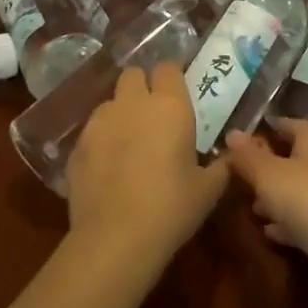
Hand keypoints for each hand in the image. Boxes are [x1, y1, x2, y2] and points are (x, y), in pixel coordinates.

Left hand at [65, 64, 229, 273]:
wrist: (115, 239)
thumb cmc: (171, 208)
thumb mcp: (209, 189)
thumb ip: (221, 164)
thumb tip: (231, 154)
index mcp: (169, 106)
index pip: (168, 67)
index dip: (172, 76)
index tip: (178, 92)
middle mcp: (132, 104)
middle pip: (133, 74)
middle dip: (142, 87)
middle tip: (153, 114)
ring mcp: (99, 122)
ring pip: (110, 102)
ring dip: (120, 113)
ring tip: (128, 142)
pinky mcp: (77, 146)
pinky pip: (92, 131)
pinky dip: (101, 140)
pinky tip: (107, 167)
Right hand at [225, 118, 307, 307]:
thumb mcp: (270, 176)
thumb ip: (249, 157)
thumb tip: (232, 133)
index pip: (289, 124)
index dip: (266, 129)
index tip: (240, 140)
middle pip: (294, 158)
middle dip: (267, 166)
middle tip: (238, 178)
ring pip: (299, 190)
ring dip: (275, 198)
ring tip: (250, 207)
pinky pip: (307, 220)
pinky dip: (288, 224)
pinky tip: (270, 234)